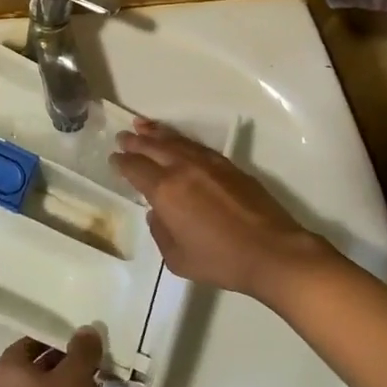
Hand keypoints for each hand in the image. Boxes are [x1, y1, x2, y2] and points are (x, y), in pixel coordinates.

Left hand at [0, 329, 103, 386]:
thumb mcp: (75, 373)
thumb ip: (83, 350)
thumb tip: (87, 331)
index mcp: (10, 372)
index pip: (28, 343)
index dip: (52, 336)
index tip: (76, 335)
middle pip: (41, 367)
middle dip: (67, 360)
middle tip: (93, 353)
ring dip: (74, 384)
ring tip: (100, 375)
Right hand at [111, 118, 332, 302]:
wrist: (271, 252)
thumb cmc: (221, 261)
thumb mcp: (177, 259)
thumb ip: (160, 232)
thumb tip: (158, 213)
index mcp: (165, 191)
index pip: (136, 168)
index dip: (122, 162)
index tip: (114, 158)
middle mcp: (183, 169)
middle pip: (153, 147)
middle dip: (135, 141)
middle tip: (123, 136)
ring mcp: (208, 164)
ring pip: (176, 141)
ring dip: (157, 133)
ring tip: (143, 125)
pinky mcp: (229, 166)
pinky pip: (197, 146)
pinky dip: (181, 140)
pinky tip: (178, 141)